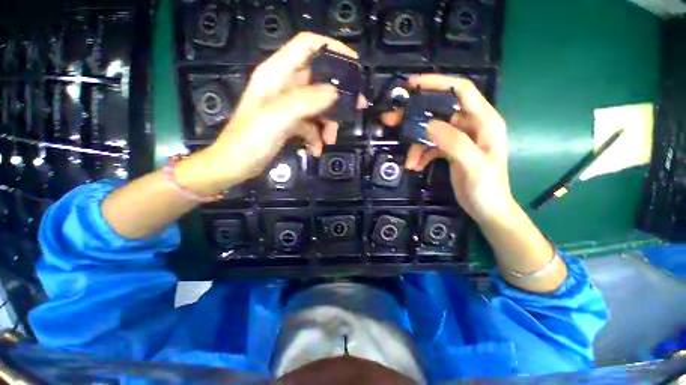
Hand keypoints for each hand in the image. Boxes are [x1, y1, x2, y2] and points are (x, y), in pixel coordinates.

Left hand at [186, 33, 359, 193]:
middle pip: (319, 79)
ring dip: (328, 123)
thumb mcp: (277, 117)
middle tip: (356, 108)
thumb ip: (306, 101)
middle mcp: (284, 85)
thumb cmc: (250, 140)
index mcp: (277, 73)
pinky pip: (312, 124)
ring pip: (319, 106)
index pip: (308, 45)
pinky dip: (317, 137)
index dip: (333, 49)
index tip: (354, 66)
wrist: (236, 165)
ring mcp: (288, 105)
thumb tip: (336, 92)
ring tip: (329, 141)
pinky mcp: (291, 122)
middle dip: (338, 96)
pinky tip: (315, 150)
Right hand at [381, 74, 513, 223]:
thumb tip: (428, 124)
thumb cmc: (487, 188)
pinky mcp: (450, 149)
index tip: (411, 85)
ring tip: (409, 162)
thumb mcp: (473, 165)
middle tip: (393, 120)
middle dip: (415, 116)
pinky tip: (415, 165)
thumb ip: (454, 142)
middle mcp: (472, 125)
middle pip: (440, 111)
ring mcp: (460, 137)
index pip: (461, 90)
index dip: (437, 83)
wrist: (488, 210)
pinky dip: (421, 154)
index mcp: (484, 121)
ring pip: (431, 131)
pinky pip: (431, 145)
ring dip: (416, 144)